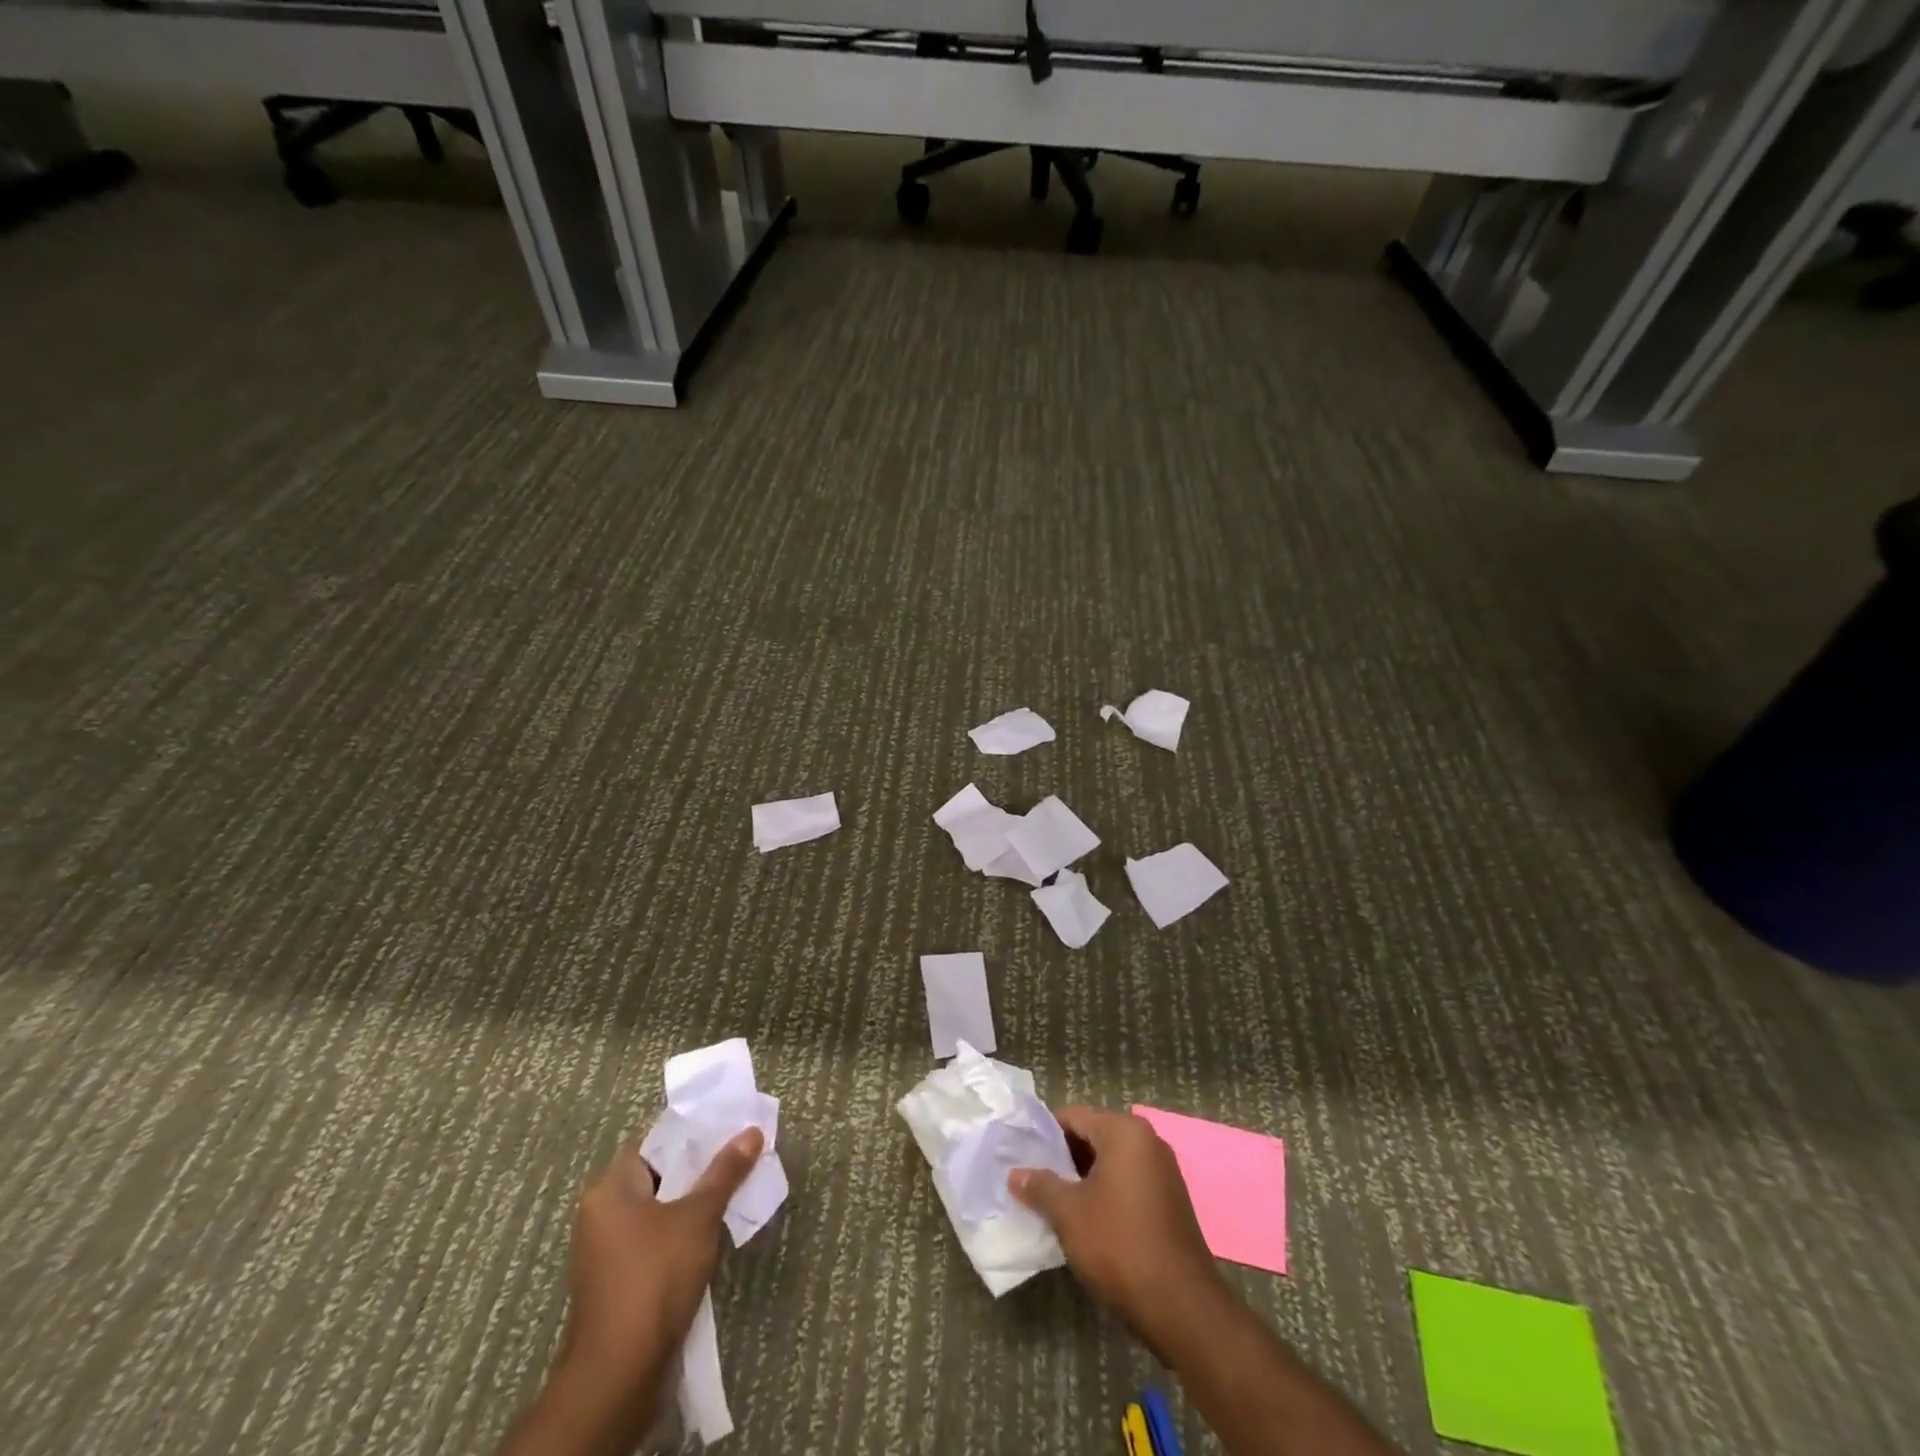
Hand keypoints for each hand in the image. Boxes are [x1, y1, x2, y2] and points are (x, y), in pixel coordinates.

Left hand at [495, 1129, 763, 1455]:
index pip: (654, 1139)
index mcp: (610, 1188)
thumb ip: (725, 1172)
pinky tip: (715, 1230)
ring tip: (737, 1186)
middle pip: (659, 1172)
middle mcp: (603, 1213)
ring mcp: (609, 1250)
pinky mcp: (621, 1280)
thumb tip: (752, 1132)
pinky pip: (657, 1237)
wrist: (618, 1377)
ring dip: (695, 1199)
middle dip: (700, 1164)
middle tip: (741, 1150)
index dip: (692, 1128)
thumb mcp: (698, 1217)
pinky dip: (684, 1230)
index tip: (729, 1120)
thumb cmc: (654, 1280)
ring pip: (660, 1207)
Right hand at [1009, 1106, 1223, 1347]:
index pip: (1074, 1116)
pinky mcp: (1170, 1200)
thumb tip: (1015, 1174)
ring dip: (1082, 1178)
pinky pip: (1127, 1182)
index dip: (1044, 1134)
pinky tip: (1085, 1219)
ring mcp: (1163, 1172)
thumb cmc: (1119, 1244)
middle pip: (1093, 1136)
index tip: (1021, 1155)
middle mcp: (1148, 1141)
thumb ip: (1040, 1186)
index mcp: (1125, 1132)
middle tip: (1033, 1180)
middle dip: (1063, 1157)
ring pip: (1110, 1162)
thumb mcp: (1069, 1213)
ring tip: (1052, 1201)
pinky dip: (1105, 1193)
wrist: (1182, 1307)